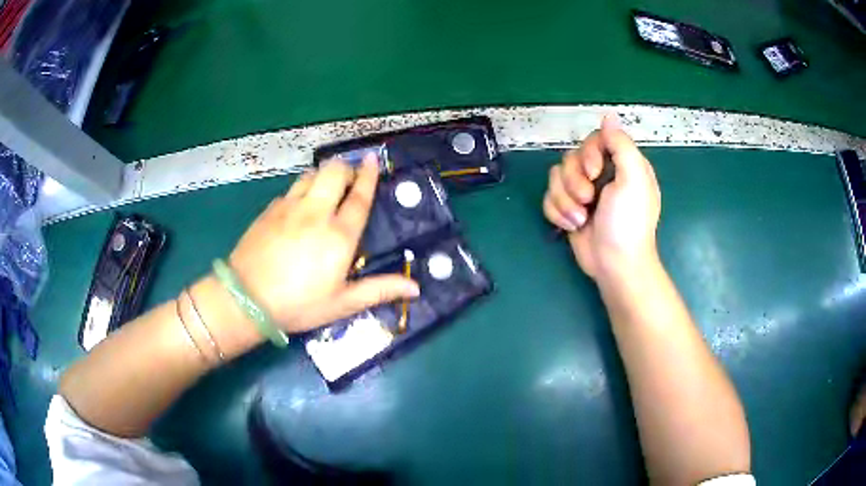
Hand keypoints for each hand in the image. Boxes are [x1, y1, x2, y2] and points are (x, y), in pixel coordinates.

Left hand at [228, 154, 419, 332]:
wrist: (246, 299)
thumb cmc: (298, 304)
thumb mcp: (342, 304)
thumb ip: (379, 290)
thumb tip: (416, 289)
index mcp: (339, 235)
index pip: (359, 197)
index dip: (368, 176)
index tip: (372, 160)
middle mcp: (316, 213)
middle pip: (334, 173)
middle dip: (346, 168)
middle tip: (350, 178)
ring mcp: (289, 207)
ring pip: (311, 175)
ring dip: (323, 174)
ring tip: (326, 186)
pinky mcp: (269, 210)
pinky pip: (291, 189)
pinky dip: (301, 189)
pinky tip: (299, 204)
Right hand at [543, 115, 660, 280]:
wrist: (614, 265)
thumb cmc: (628, 223)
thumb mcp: (633, 179)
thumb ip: (621, 144)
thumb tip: (608, 116)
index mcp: (621, 164)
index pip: (594, 140)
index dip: (588, 153)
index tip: (595, 172)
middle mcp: (602, 175)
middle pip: (570, 158)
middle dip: (574, 182)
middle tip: (588, 201)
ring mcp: (583, 193)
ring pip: (556, 178)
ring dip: (565, 201)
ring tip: (580, 219)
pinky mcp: (569, 210)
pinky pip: (549, 198)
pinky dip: (557, 213)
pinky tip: (571, 226)